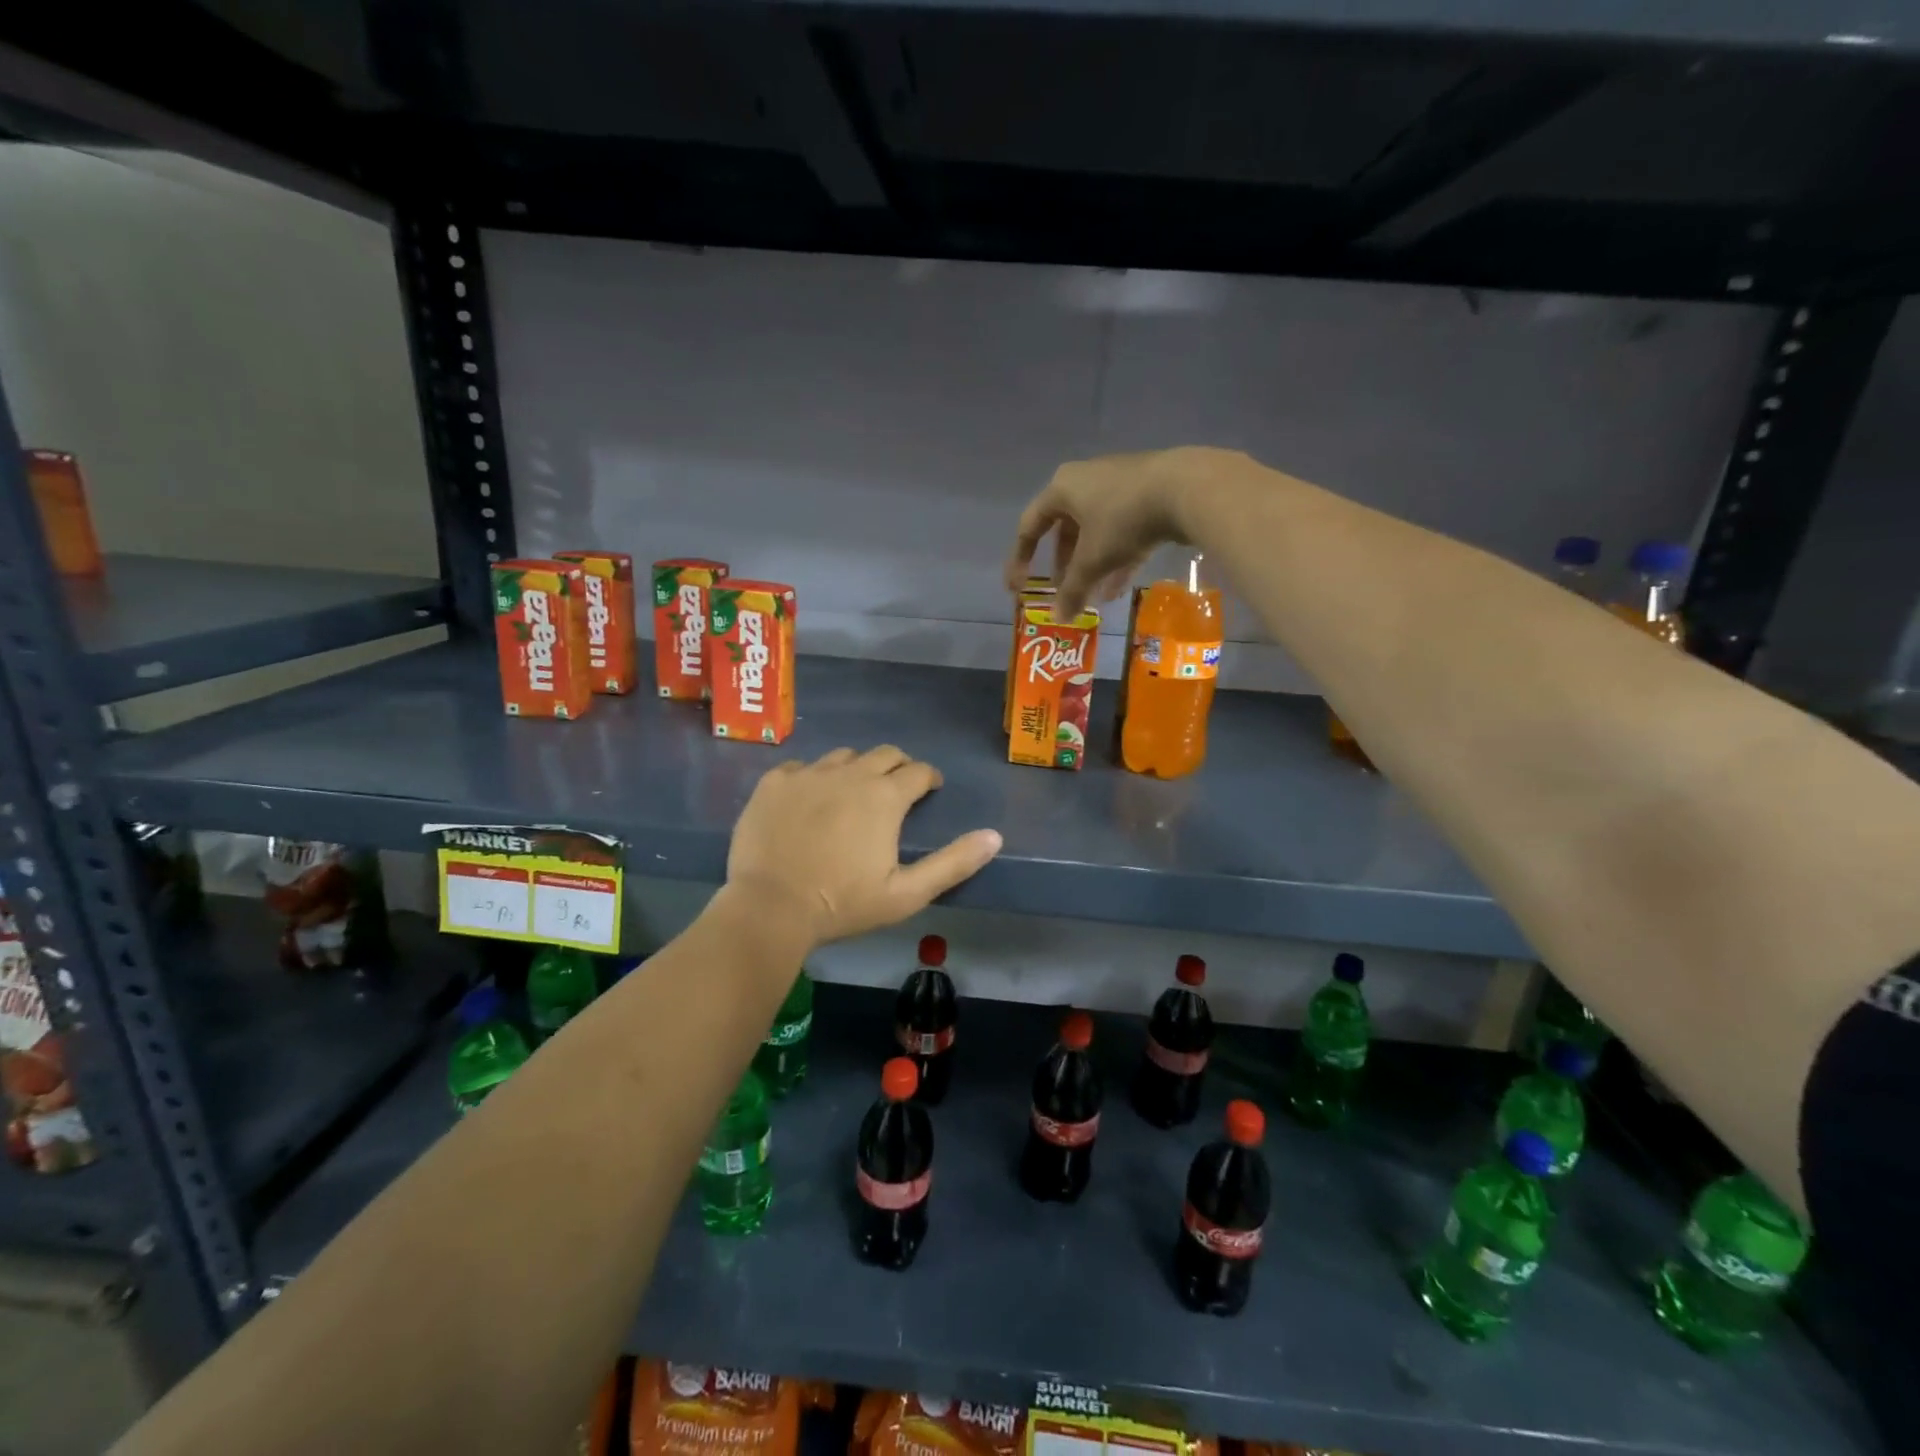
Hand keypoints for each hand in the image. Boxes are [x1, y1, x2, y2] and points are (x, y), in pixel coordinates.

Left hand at [724, 746, 1002, 948]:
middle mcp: (850, 773)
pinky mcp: (775, 782)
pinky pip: (802, 767)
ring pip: (843, 756)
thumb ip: (953, 863)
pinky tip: (809, 800)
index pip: (919, 770)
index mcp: (885, 796)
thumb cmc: (843, 904)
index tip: (930, 789)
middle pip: (884, 754)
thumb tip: (994, 836)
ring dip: (856, 769)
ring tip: (852, 793)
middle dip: (898, 767)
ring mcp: (808, 774)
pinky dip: (813, 778)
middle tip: (896, 789)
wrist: (770, 908)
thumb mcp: (907, 893)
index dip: (929, 778)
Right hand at [1005, 447, 1236, 619]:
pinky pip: (1121, 530)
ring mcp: (1118, 486)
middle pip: (1064, 530)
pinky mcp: (1146, 495)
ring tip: (1092, 596)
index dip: (1020, 560)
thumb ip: (1072, 590)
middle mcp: (1085, 481)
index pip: (1029, 527)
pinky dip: (1116, 558)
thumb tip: (1058, 618)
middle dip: (1064, 565)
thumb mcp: (1093, 560)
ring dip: (1091, 565)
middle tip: (1063, 591)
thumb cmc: (1123, 520)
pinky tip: (1118, 588)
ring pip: (1095, 532)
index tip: (1017, 588)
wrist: (1186, 488)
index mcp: (1062, 488)